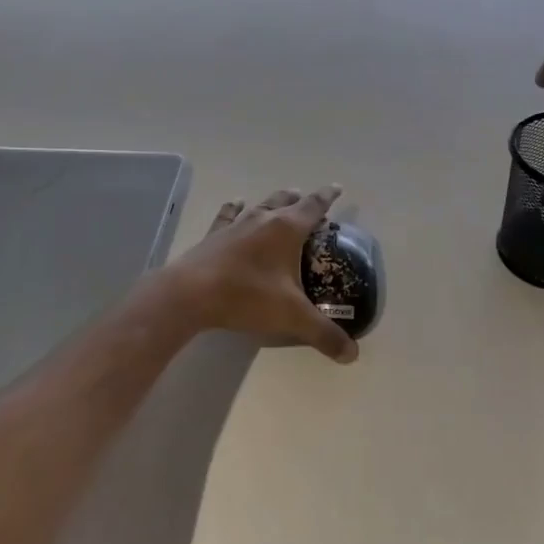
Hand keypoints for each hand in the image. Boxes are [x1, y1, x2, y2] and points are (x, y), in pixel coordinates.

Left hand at [158, 187, 358, 363]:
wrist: (191, 295)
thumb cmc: (247, 296)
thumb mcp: (292, 317)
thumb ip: (324, 334)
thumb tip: (353, 354)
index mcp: (287, 229)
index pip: (314, 206)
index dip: (327, 197)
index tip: (337, 188)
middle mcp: (263, 219)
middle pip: (286, 201)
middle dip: (301, 200)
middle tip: (309, 202)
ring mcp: (236, 225)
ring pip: (260, 204)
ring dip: (274, 201)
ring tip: (282, 200)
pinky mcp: (213, 236)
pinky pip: (228, 215)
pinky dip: (235, 208)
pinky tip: (236, 203)